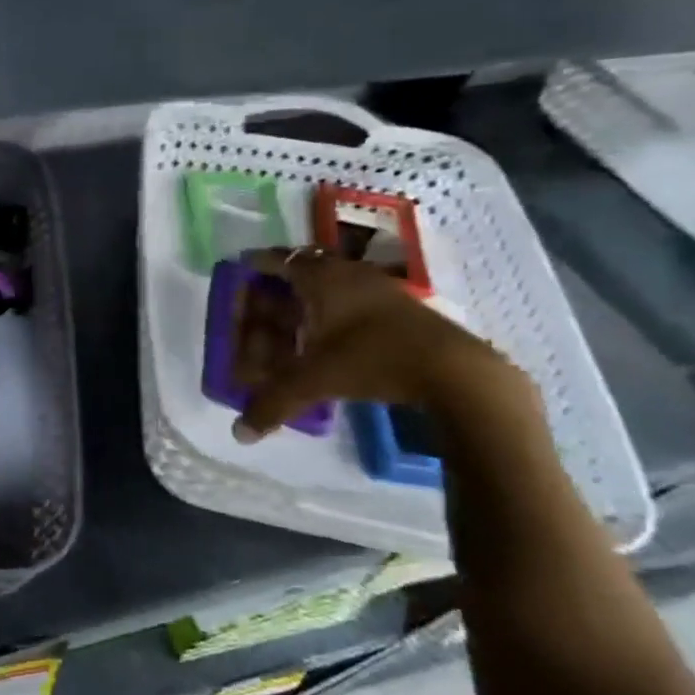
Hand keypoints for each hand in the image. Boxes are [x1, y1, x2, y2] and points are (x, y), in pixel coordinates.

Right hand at [231, 246, 528, 440]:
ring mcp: (377, 289)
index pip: (275, 260)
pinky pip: (351, 302)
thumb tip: (240, 435)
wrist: (458, 372)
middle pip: (299, 272)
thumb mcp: (315, 381)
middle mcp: (346, 273)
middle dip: (274, 293)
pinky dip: (331, 317)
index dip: (252, 270)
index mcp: (320, 277)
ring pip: (328, 287)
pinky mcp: (399, 309)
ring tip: (288, 331)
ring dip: (305, 305)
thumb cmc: (374, 359)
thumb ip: (272, 403)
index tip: (237, 282)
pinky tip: (327, 342)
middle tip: (256, 314)